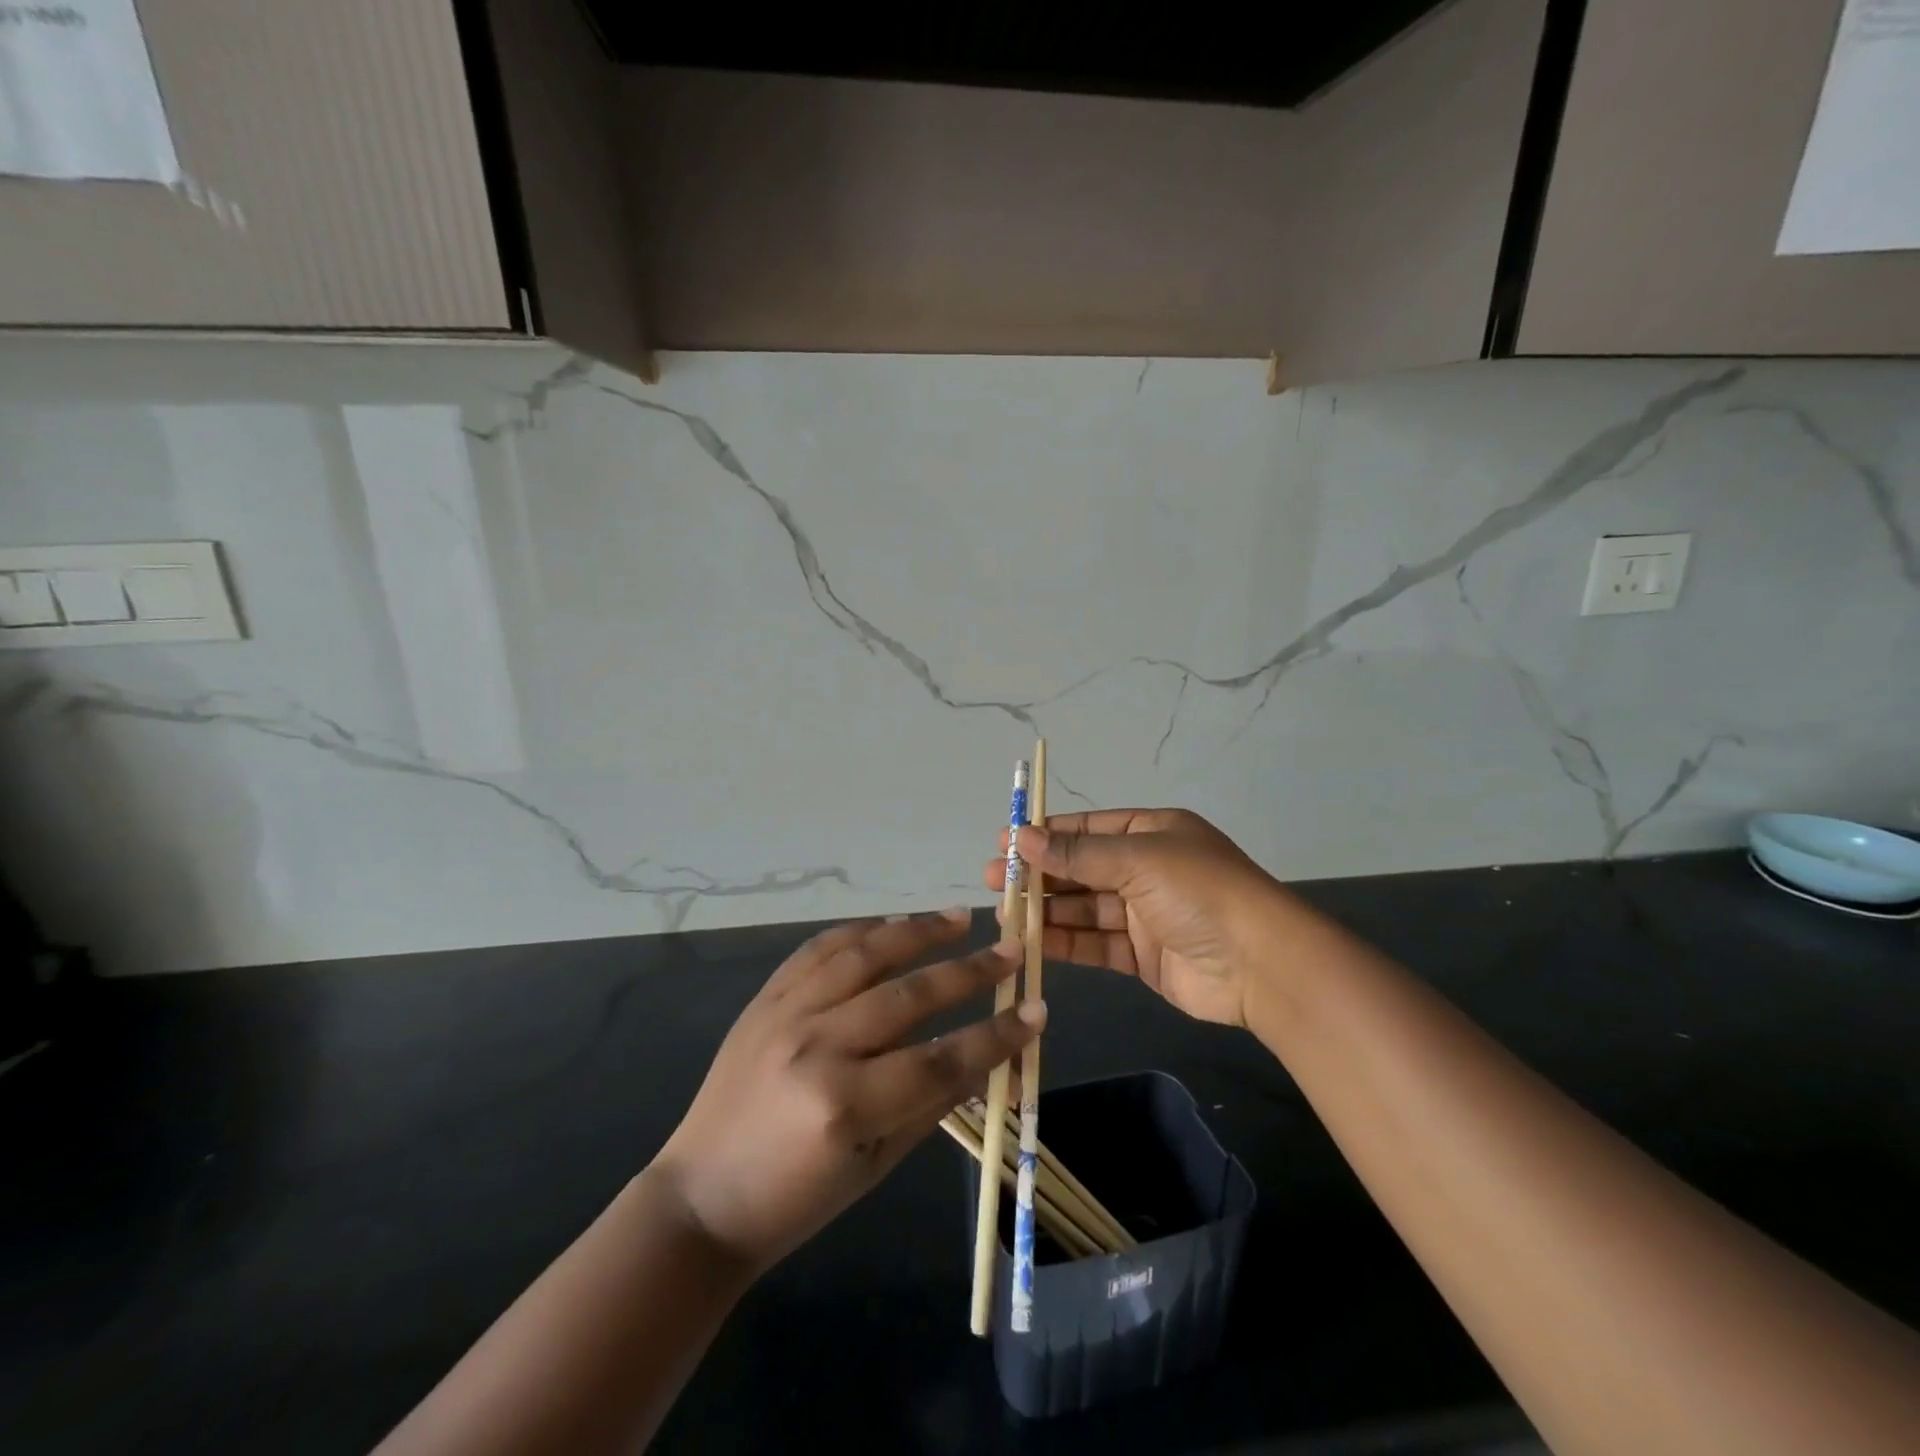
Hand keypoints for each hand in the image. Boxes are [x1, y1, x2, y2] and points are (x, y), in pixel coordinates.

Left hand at [649, 911, 1042, 1274]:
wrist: (701, 1197)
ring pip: (864, 954)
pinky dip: (859, 931)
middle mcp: (817, 1045)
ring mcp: (785, 1014)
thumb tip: (987, 1057)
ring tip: (957, 918)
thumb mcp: (875, 1166)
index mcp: (846, 1104)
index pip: (941, 1058)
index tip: (1036, 1010)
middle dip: (968, 971)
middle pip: (908, 995)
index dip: (996, 1036)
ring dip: (916, 931)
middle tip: (1008, 949)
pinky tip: (889, 922)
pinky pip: (818, 950)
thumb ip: (932, 1103)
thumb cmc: (795, 1199)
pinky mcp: (764, 999)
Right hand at [984, 809, 1282, 1027]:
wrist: (1260, 965)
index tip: (1006, 841)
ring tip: (1004, 913)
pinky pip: (1095, 943)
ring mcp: (1144, 915)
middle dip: (1039, 873)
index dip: (1047, 834)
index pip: (1088, 829)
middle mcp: (1146, 869)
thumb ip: (1077, 854)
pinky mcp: (1142, 956)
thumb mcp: (1138, 860)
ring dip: (1046, 909)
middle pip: (1081, 868)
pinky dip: (1065, 942)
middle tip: (995, 880)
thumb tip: (1022, 837)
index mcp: (1152, 833)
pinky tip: (1032, 941)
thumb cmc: (1199, 892)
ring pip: (1084, 908)